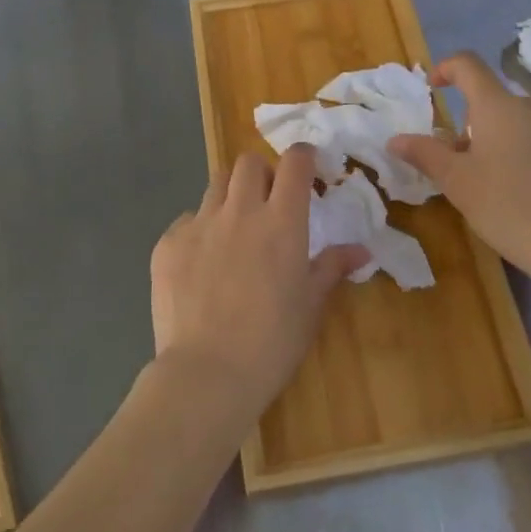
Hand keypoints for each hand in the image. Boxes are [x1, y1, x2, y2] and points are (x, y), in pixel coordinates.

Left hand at [150, 146, 370, 420]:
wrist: (206, 375)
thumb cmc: (271, 343)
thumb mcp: (310, 306)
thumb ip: (332, 267)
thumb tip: (362, 250)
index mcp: (281, 221)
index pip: (294, 163)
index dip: (302, 157)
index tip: (307, 166)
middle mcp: (240, 211)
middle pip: (248, 163)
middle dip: (261, 172)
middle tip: (267, 200)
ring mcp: (199, 224)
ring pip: (215, 184)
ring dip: (230, 195)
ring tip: (233, 227)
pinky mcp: (168, 243)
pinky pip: (186, 221)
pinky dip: (198, 231)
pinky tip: (201, 264)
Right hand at [389, 52, 530, 293]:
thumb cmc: (509, 209)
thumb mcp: (457, 183)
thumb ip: (425, 154)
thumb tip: (395, 139)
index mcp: (499, 106)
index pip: (468, 65)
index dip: (446, 68)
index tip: (434, 88)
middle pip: (493, 99)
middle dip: (471, 121)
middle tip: (461, 162)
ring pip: (519, 120)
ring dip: (500, 137)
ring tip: (495, 180)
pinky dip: (527, 151)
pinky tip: (528, 190)